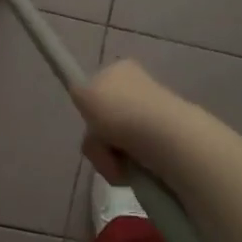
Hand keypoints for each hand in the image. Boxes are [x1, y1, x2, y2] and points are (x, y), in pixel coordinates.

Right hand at [71, 58, 205, 185]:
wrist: (162, 136)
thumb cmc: (119, 110)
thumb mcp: (83, 93)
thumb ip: (79, 93)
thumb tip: (86, 101)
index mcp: (122, 70)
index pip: (98, 88)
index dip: (91, 109)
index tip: (93, 122)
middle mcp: (139, 89)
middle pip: (104, 120)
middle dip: (98, 140)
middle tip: (102, 145)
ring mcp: (153, 117)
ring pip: (115, 144)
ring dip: (108, 158)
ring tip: (118, 164)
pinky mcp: (163, 144)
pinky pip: (133, 160)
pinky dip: (127, 168)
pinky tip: (132, 171)